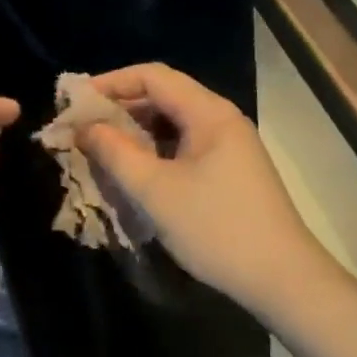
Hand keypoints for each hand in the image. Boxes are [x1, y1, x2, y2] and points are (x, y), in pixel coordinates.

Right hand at [78, 63, 330, 311]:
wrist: (282, 280)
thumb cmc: (216, 228)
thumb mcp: (156, 191)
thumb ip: (115, 152)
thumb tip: (84, 127)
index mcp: (209, 113)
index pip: (152, 76)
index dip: (110, 83)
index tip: (74, 103)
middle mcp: (220, 120)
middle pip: (162, 96)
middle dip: (119, 109)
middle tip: (80, 130)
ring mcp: (228, 146)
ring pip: (171, 124)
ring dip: (134, 133)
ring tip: (99, 150)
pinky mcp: (228, 170)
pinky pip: (182, 146)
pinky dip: (153, 152)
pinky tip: (132, 172)